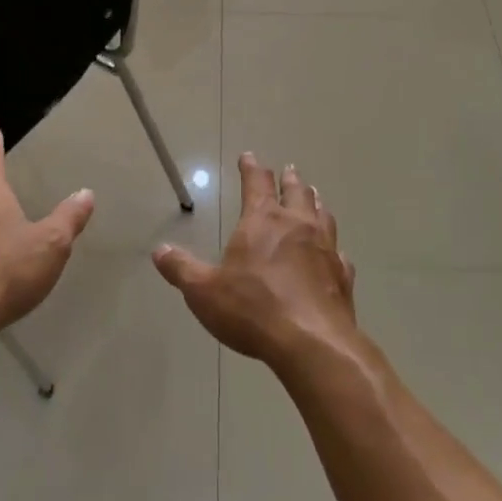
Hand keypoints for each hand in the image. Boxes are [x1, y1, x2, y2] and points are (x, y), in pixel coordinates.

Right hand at [152, 153, 357, 371]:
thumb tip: (159, 251)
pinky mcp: (342, 276)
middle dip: (289, 179)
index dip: (251, 168)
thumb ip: (181, 269)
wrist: (312, 343)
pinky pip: (339, 253)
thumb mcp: (203, 291)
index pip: (257, 183)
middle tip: (288, 170)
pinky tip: (335, 253)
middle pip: (296, 192)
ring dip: (316, 202)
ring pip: (323, 215)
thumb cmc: (253, 309)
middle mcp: (297, 225)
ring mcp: (325, 249)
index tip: (249, 157)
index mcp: (263, 220)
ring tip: (314, 196)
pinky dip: (334, 247)